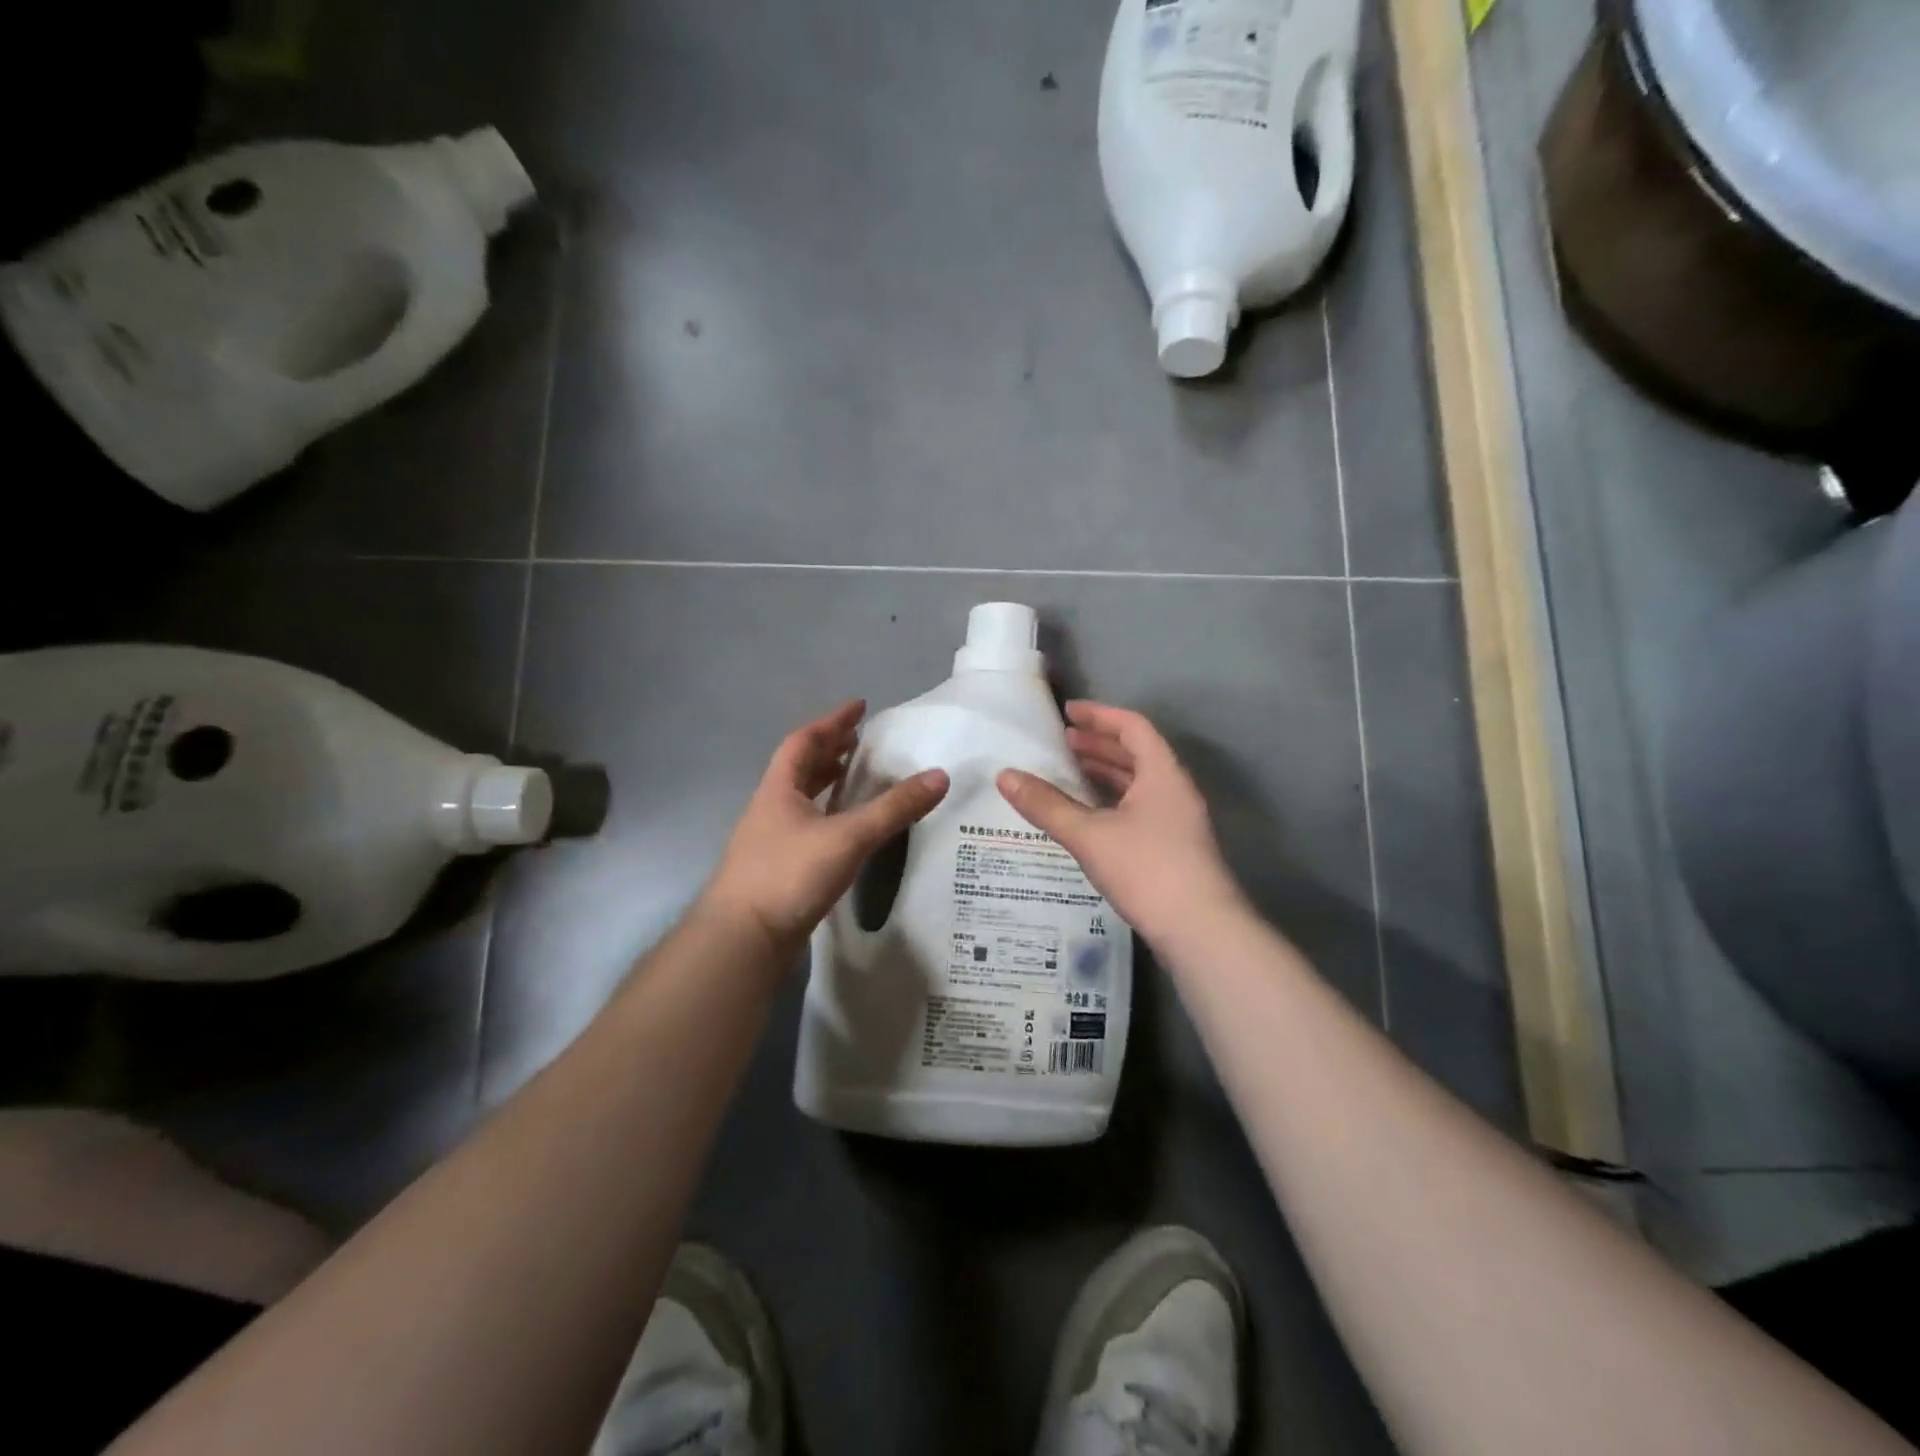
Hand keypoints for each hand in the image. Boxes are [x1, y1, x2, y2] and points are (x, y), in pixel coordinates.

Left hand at [703, 701, 949, 953]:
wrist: (743, 940)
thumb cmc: (788, 875)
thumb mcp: (848, 837)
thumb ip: (893, 808)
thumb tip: (939, 776)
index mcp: (779, 790)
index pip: (804, 742)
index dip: (832, 722)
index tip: (859, 707)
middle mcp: (772, 809)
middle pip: (801, 768)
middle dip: (831, 751)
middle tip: (862, 742)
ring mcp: (772, 841)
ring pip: (803, 800)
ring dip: (828, 784)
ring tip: (859, 779)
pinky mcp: (780, 870)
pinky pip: (809, 829)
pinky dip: (830, 818)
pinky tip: (849, 831)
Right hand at [997, 702, 1244, 947]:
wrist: (1201, 931)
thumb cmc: (1147, 870)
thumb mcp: (1089, 835)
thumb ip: (1047, 805)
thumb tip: (1004, 776)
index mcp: (1162, 774)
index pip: (1132, 727)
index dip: (1099, 715)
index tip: (1067, 713)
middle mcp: (1174, 790)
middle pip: (1136, 753)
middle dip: (1098, 745)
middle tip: (1061, 743)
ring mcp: (1177, 821)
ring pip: (1138, 784)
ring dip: (1104, 774)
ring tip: (1068, 773)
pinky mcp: (1173, 848)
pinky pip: (1138, 808)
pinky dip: (1111, 802)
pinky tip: (1087, 816)